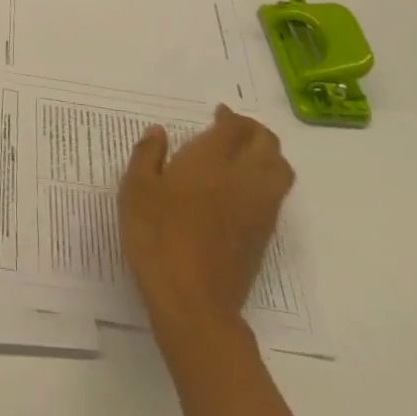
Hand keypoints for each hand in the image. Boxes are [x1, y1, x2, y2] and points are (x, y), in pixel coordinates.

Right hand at [119, 104, 294, 336]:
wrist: (193, 300)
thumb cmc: (157, 237)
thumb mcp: (136, 191)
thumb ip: (147, 155)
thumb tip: (158, 132)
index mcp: (212, 160)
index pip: (233, 128)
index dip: (229, 117)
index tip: (218, 114)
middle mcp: (244, 178)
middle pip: (267, 143)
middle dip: (254, 130)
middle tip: (235, 129)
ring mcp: (259, 209)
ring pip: (280, 170)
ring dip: (268, 155)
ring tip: (246, 156)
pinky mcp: (264, 236)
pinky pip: (276, 196)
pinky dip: (267, 181)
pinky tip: (242, 191)